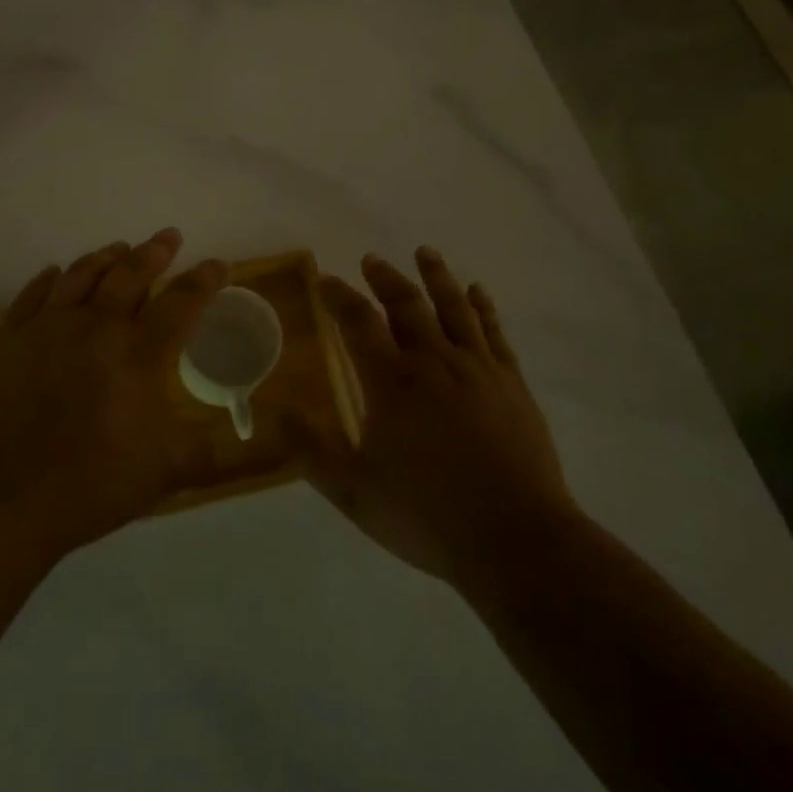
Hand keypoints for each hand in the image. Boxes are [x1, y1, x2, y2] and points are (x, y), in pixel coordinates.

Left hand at [0, 229, 228, 567]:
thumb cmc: (88, 484)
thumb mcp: (163, 474)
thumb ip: (208, 452)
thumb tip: (259, 448)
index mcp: (140, 354)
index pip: (182, 303)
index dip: (204, 280)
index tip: (217, 263)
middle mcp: (97, 327)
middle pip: (131, 275)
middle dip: (155, 252)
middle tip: (169, 236)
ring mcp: (48, 328)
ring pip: (82, 275)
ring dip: (105, 256)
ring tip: (119, 247)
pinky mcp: (9, 339)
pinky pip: (32, 295)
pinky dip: (48, 279)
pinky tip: (53, 272)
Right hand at [287, 248, 575, 590]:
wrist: (516, 539)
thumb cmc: (427, 515)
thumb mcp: (354, 492)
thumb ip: (311, 451)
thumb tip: (276, 410)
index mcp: (393, 383)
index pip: (358, 323)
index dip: (339, 297)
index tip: (326, 280)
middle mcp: (434, 362)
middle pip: (406, 305)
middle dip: (385, 278)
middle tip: (371, 260)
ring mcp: (478, 369)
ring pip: (454, 308)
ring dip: (436, 276)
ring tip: (425, 252)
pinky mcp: (512, 383)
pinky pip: (493, 331)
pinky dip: (482, 307)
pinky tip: (478, 292)